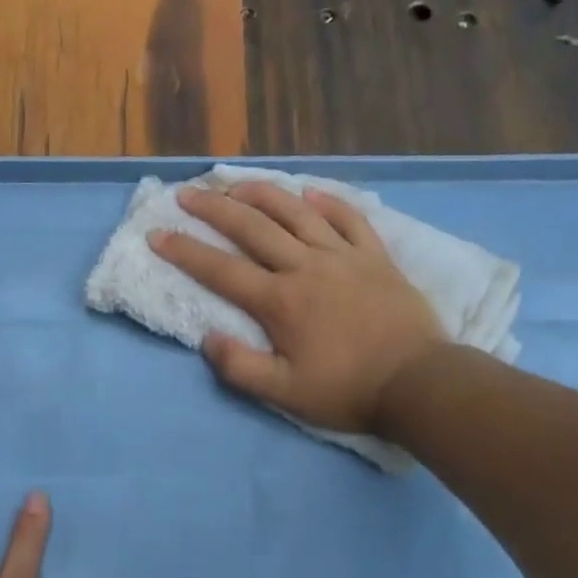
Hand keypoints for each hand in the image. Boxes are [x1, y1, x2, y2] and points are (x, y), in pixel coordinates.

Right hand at [149, 181, 448, 435]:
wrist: (419, 383)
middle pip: (253, 229)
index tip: (157, 234)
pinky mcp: (375, 257)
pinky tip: (310, 193)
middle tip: (187, 194)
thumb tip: (208, 339)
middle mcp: (306, 267)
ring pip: (297, 214)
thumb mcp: (284, 393)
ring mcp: (344, 257)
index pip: (220, 270)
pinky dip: (328, 203)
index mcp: (280, 301)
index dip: (184, 251)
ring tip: (237, 184)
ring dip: (263, 195)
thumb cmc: (347, 390)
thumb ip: (240, 367)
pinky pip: (349, 219)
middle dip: (214, 209)